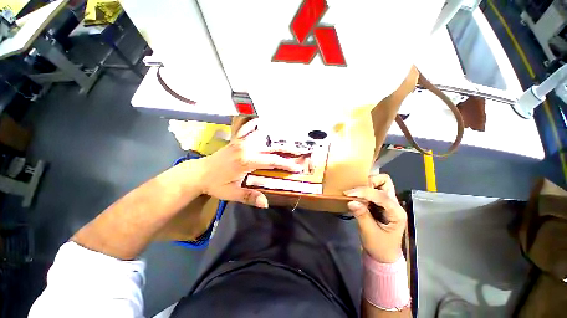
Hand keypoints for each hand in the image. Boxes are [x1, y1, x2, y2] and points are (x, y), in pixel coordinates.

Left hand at [196, 119, 304, 207]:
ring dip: (275, 138)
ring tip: (286, 139)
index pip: (272, 161)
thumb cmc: (216, 184)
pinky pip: (246, 129)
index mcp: (247, 161)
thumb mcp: (232, 193)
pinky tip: (259, 121)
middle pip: (271, 147)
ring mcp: (241, 142)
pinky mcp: (236, 140)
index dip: (286, 164)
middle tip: (299, 151)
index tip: (297, 167)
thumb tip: (265, 204)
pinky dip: (253, 125)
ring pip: (262, 137)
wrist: (198, 173)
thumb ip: (249, 197)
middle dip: (287, 150)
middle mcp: (246, 148)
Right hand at [344, 174, 406, 262]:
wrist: (383, 256)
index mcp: (396, 212)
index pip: (381, 195)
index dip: (364, 192)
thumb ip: (361, 215)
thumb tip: (351, 201)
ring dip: (366, 184)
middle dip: (369, 182)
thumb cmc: (379, 247)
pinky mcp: (380, 203)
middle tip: (355, 190)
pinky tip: (356, 195)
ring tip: (354, 192)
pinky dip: (364, 189)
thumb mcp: (369, 233)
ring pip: (380, 183)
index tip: (348, 193)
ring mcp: (388, 203)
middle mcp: (394, 204)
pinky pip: (373, 189)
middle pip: (385, 182)